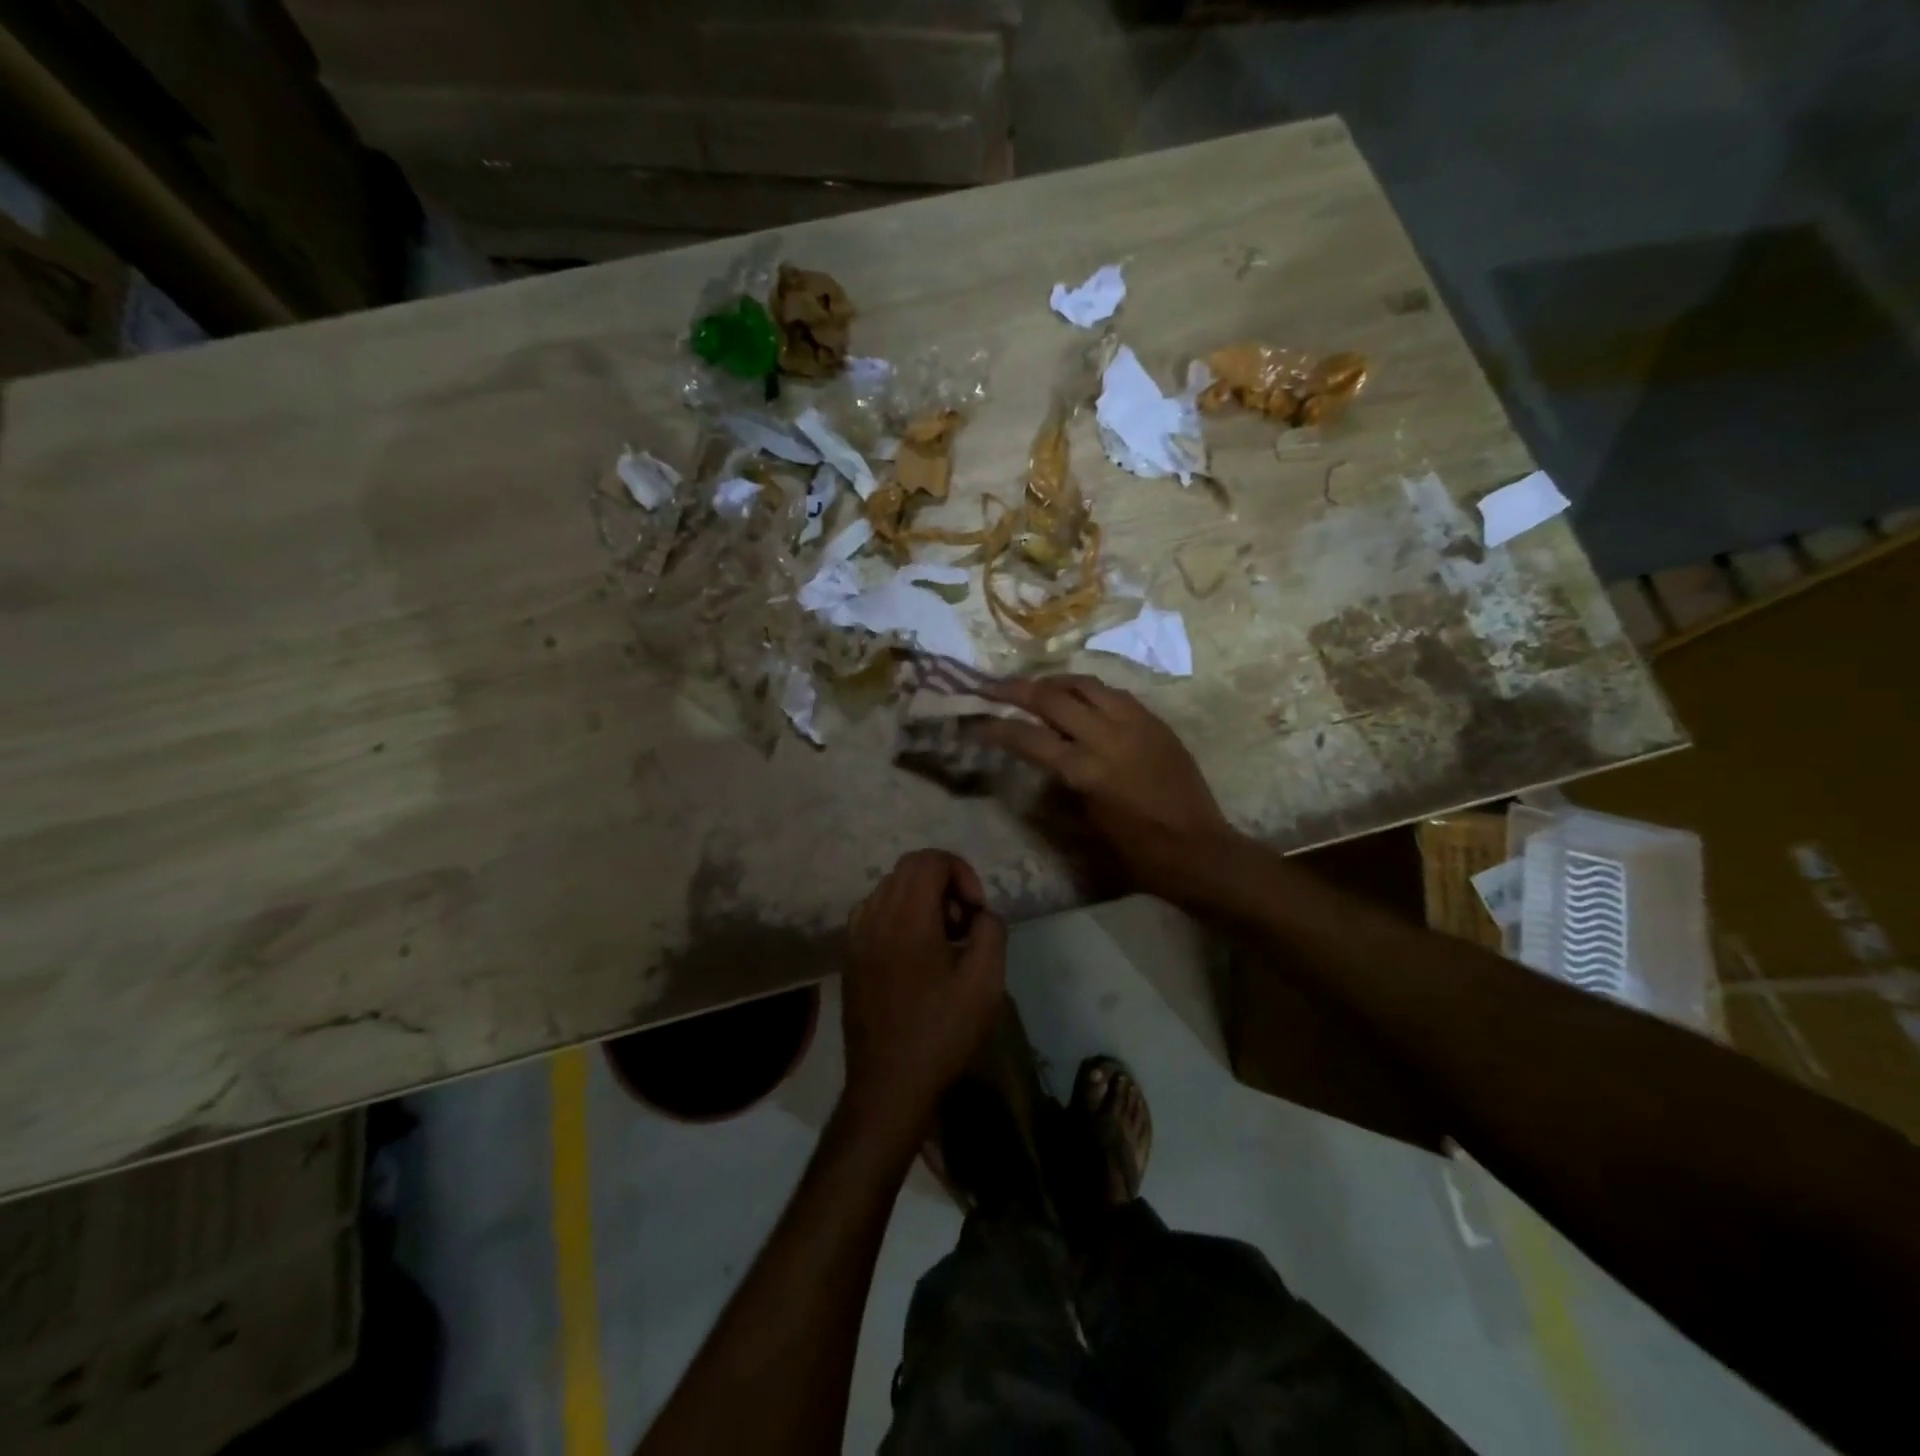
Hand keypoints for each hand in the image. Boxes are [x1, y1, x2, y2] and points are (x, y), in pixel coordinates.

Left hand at [841, 850, 1007, 1147]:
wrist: (889, 1085)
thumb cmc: (942, 1032)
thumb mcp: (986, 982)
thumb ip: (990, 930)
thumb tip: (980, 914)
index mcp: (907, 917)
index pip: (930, 859)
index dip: (962, 872)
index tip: (976, 911)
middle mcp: (875, 916)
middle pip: (909, 868)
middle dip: (944, 883)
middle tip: (963, 925)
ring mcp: (856, 936)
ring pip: (890, 889)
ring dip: (921, 899)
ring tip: (942, 941)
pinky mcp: (849, 957)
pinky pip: (875, 913)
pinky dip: (899, 917)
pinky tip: (915, 955)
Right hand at [976, 674, 1232, 896]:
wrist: (1197, 849)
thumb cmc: (1135, 851)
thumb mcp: (1085, 824)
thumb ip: (1058, 784)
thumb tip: (1039, 757)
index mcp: (1085, 771)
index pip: (1028, 737)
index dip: (997, 727)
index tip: (977, 720)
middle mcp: (1107, 737)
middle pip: (1052, 697)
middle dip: (1015, 689)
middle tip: (992, 686)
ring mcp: (1135, 723)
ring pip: (1085, 683)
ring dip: (1054, 681)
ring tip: (1034, 685)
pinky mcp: (1155, 721)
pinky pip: (1115, 693)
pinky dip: (1089, 690)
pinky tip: (1079, 697)